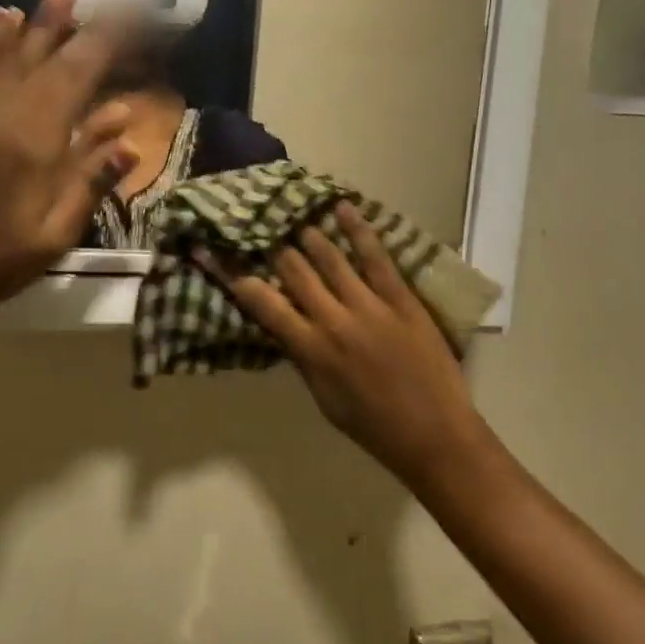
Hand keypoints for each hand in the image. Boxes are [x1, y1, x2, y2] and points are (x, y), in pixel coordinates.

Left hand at [0, 0, 133, 326]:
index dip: (104, 42)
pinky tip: (3, 23)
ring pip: (7, 57)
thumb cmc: (5, 257)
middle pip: (44, 58)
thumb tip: (126, 129)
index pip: (77, 75)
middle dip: (71, 24)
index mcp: (35, 141)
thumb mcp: (60, 227)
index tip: (126, 17)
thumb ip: (92, 175)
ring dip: (34, 24)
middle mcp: (2, 115)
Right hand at [202, 203, 490, 486]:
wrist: (434, 435)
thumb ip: (302, 357)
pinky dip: (358, 230)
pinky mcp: (400, 298)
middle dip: (272, 244)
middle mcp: (333, 320)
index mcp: (310, 349)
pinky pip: (375, 257)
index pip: (261, 301)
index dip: (231, 274)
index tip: (210, 251)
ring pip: (329, 257)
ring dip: (308, 232)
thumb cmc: (373, 427)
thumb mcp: (323, 399)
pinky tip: (343, 208)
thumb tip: (282, 324)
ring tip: (294, 213)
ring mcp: (368, 305)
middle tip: (259, 224)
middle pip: (293, 269)